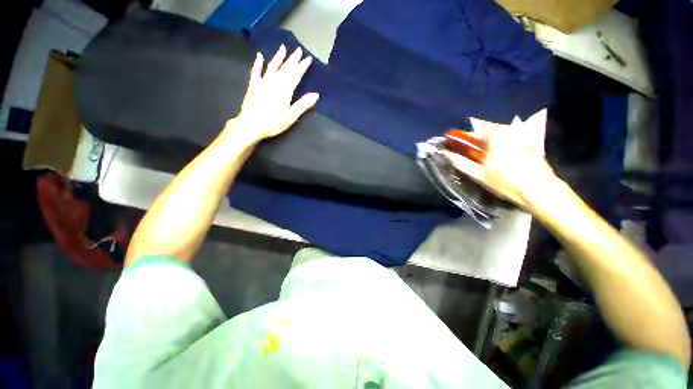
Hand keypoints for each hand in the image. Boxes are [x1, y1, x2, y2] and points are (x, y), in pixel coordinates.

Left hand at [225, 45, 318, 142]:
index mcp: (285, 90)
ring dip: (278, 57)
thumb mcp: (291, 116)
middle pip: (285, 68)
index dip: (302, 66)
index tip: (308, 58)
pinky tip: (260, 56)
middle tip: (299, 50)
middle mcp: (274, 82)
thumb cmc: (273, 123)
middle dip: (293, 59)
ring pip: (272, 66)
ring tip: (283, 48)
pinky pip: (256, 71)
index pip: (295, 75)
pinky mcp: (253, 85)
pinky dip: (258, 63)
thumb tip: (316, 95)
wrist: (250, 125)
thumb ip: (303, 104)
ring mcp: (262, 82)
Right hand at [443, 109, 558, 210]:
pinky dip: (505, 148)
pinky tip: (505, 162)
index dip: (464, 136)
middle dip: (479, 141)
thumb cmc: (505, 183)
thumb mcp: (479, 174)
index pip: (475, 131)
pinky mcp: (531, 146)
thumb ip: (461, 162)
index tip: (456, 142)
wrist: (540, 191)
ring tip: (488, 158)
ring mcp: (522, 140)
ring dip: (492, 144)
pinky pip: (512, 142)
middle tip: (473, 153)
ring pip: (501, 138)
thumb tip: (444, 154)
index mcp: (495, 139)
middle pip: (489, 133)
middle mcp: (509, 134)